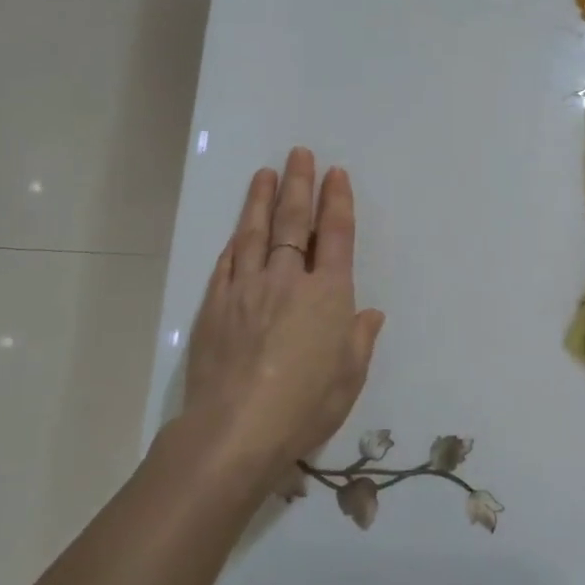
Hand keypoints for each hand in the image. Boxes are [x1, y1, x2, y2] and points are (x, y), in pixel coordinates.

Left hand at [179, 148, 384, 489]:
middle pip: (293, 222)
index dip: (336, 201)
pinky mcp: (214, 306)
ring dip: (261, 200)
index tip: (335, 174)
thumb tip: (369, 314)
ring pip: (254, 233)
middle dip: (299, 185)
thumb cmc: (305, 406)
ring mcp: (246, 289)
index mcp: (327, 295)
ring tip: (265, 173)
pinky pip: (227, 263)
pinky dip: (235, 243)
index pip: (334, 235)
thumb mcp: (349, 378)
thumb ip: (359, 340)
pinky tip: (237, 231)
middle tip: (299, 154)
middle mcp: (287, 280)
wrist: (235, 429)